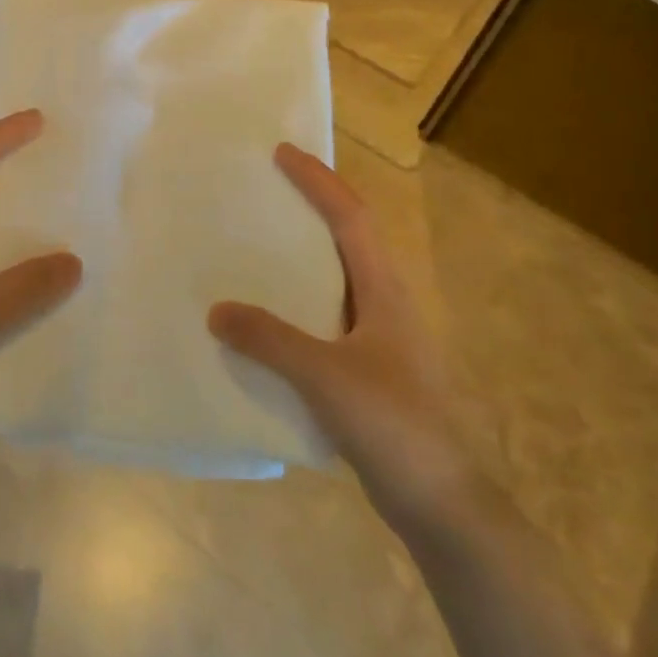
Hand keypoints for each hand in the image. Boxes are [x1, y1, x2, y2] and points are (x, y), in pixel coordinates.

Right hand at [208, 144, 475, 534]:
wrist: (441, 503)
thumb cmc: (393, 425)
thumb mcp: (325, 376)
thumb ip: (269, 340)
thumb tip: (216, 309)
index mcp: (384, 291)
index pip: (351, 217)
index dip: (318, 181)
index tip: (282, 153)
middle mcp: (384, 304)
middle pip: (347, 238)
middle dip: (311, 207)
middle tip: (265, 191)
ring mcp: (378, 338)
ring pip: (335, 280)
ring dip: (301, 256)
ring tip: (256, 246)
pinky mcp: (368, 370)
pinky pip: (324, 319)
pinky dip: (294, 305)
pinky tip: (264, 322)